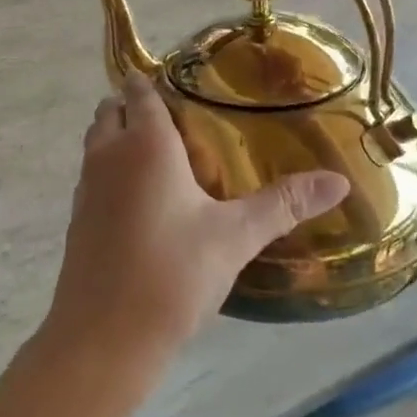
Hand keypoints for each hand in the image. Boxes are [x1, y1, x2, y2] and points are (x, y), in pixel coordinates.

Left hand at [40, 73, 348, 379]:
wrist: (104, 336)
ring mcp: (86, 186)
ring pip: (97, 142)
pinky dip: (110, 171)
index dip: (153, 81)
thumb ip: (284, 204)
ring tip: (161, 156)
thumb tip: (339, 181)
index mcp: (145, 144)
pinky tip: (142, 200)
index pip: (141, 91)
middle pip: (111, 110)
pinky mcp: (77, 217)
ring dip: (119, 137)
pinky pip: (92, 175)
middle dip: (134, 106)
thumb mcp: (236, 237)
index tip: (179, 82)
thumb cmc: (173, 274)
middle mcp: (108, 154)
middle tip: (176, 120)